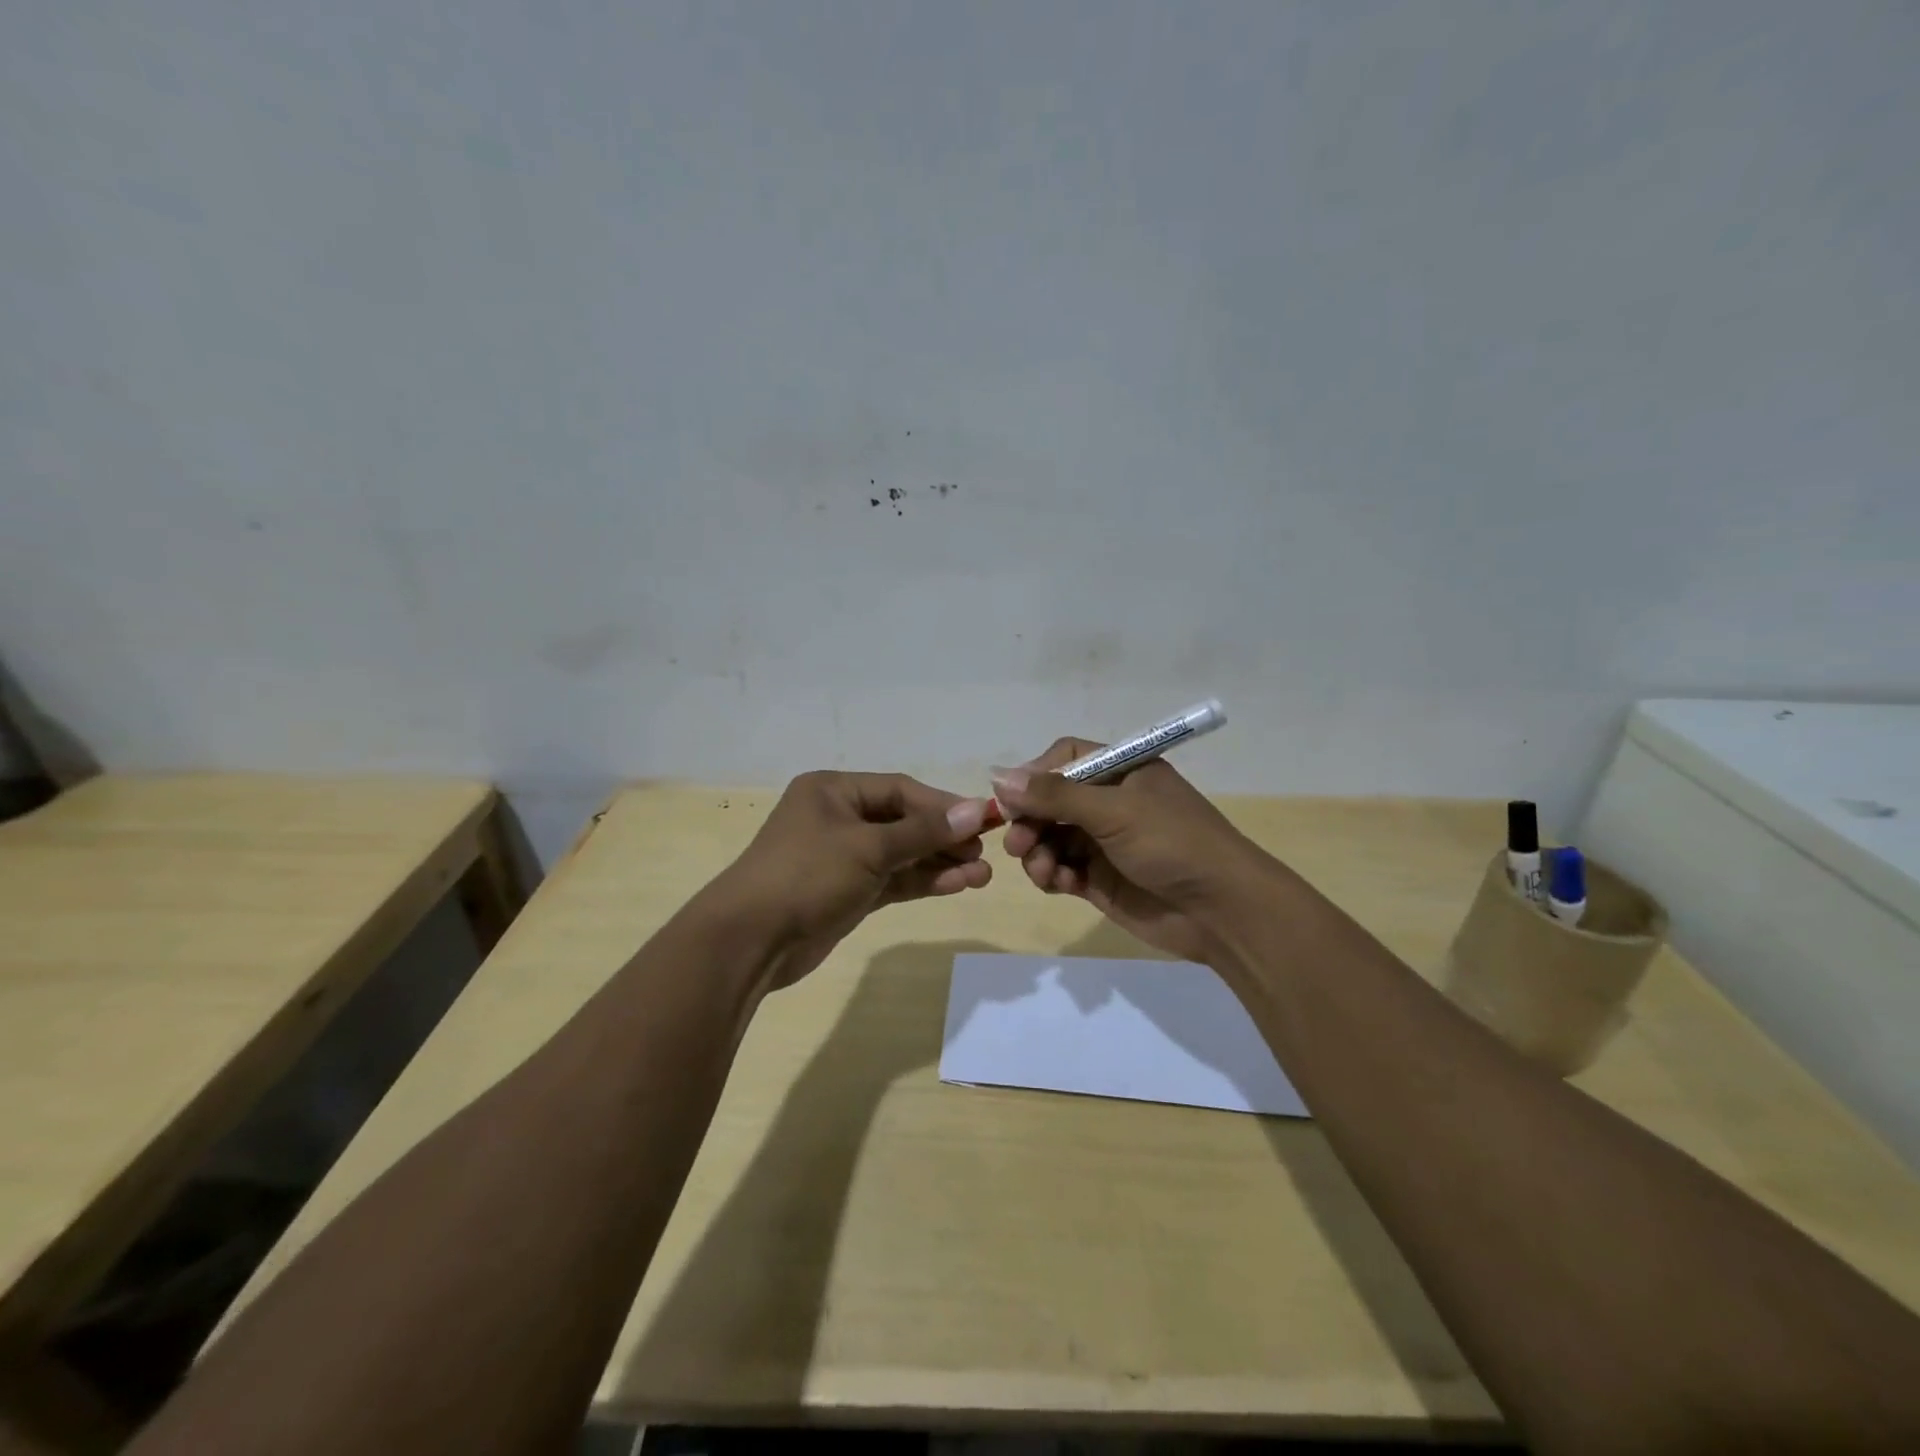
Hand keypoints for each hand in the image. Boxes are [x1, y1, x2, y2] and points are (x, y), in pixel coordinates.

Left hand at [713, 770, 993, 987]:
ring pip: (901, 854)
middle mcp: (838, 817)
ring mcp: (842, 857)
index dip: (943, 805)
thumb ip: (922, 832)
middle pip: (903, 821)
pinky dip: (921, 881)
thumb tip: (975, 811)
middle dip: (944, 837)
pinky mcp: (846, 892)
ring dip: (939, 862)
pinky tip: (956, 885)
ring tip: (983, 876)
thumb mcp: (868, 848)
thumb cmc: (807, 875)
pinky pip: (892, 879)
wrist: (750, 941)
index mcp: (833, 791)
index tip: (982, 821)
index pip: (900, 790)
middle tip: (985, 853)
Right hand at [992, 740, 1270, 964]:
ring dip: (1037, 851)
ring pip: (1050, 837)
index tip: (1012, 800)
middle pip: (1051, 801)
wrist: (1222, 912)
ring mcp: (1104, 842)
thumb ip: (1055, 795)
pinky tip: (1060, 884)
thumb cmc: (1173, 844)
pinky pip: (1061, 869)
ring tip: (1044, 870)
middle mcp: (1110, 803)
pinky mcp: (1100, 879)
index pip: (1065, 758)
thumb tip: (998, 776)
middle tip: (1017, 843)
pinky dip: (1052, 874)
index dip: (1035, 775)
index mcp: (1121, 772)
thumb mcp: (1115, 811)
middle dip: (1030, 820)